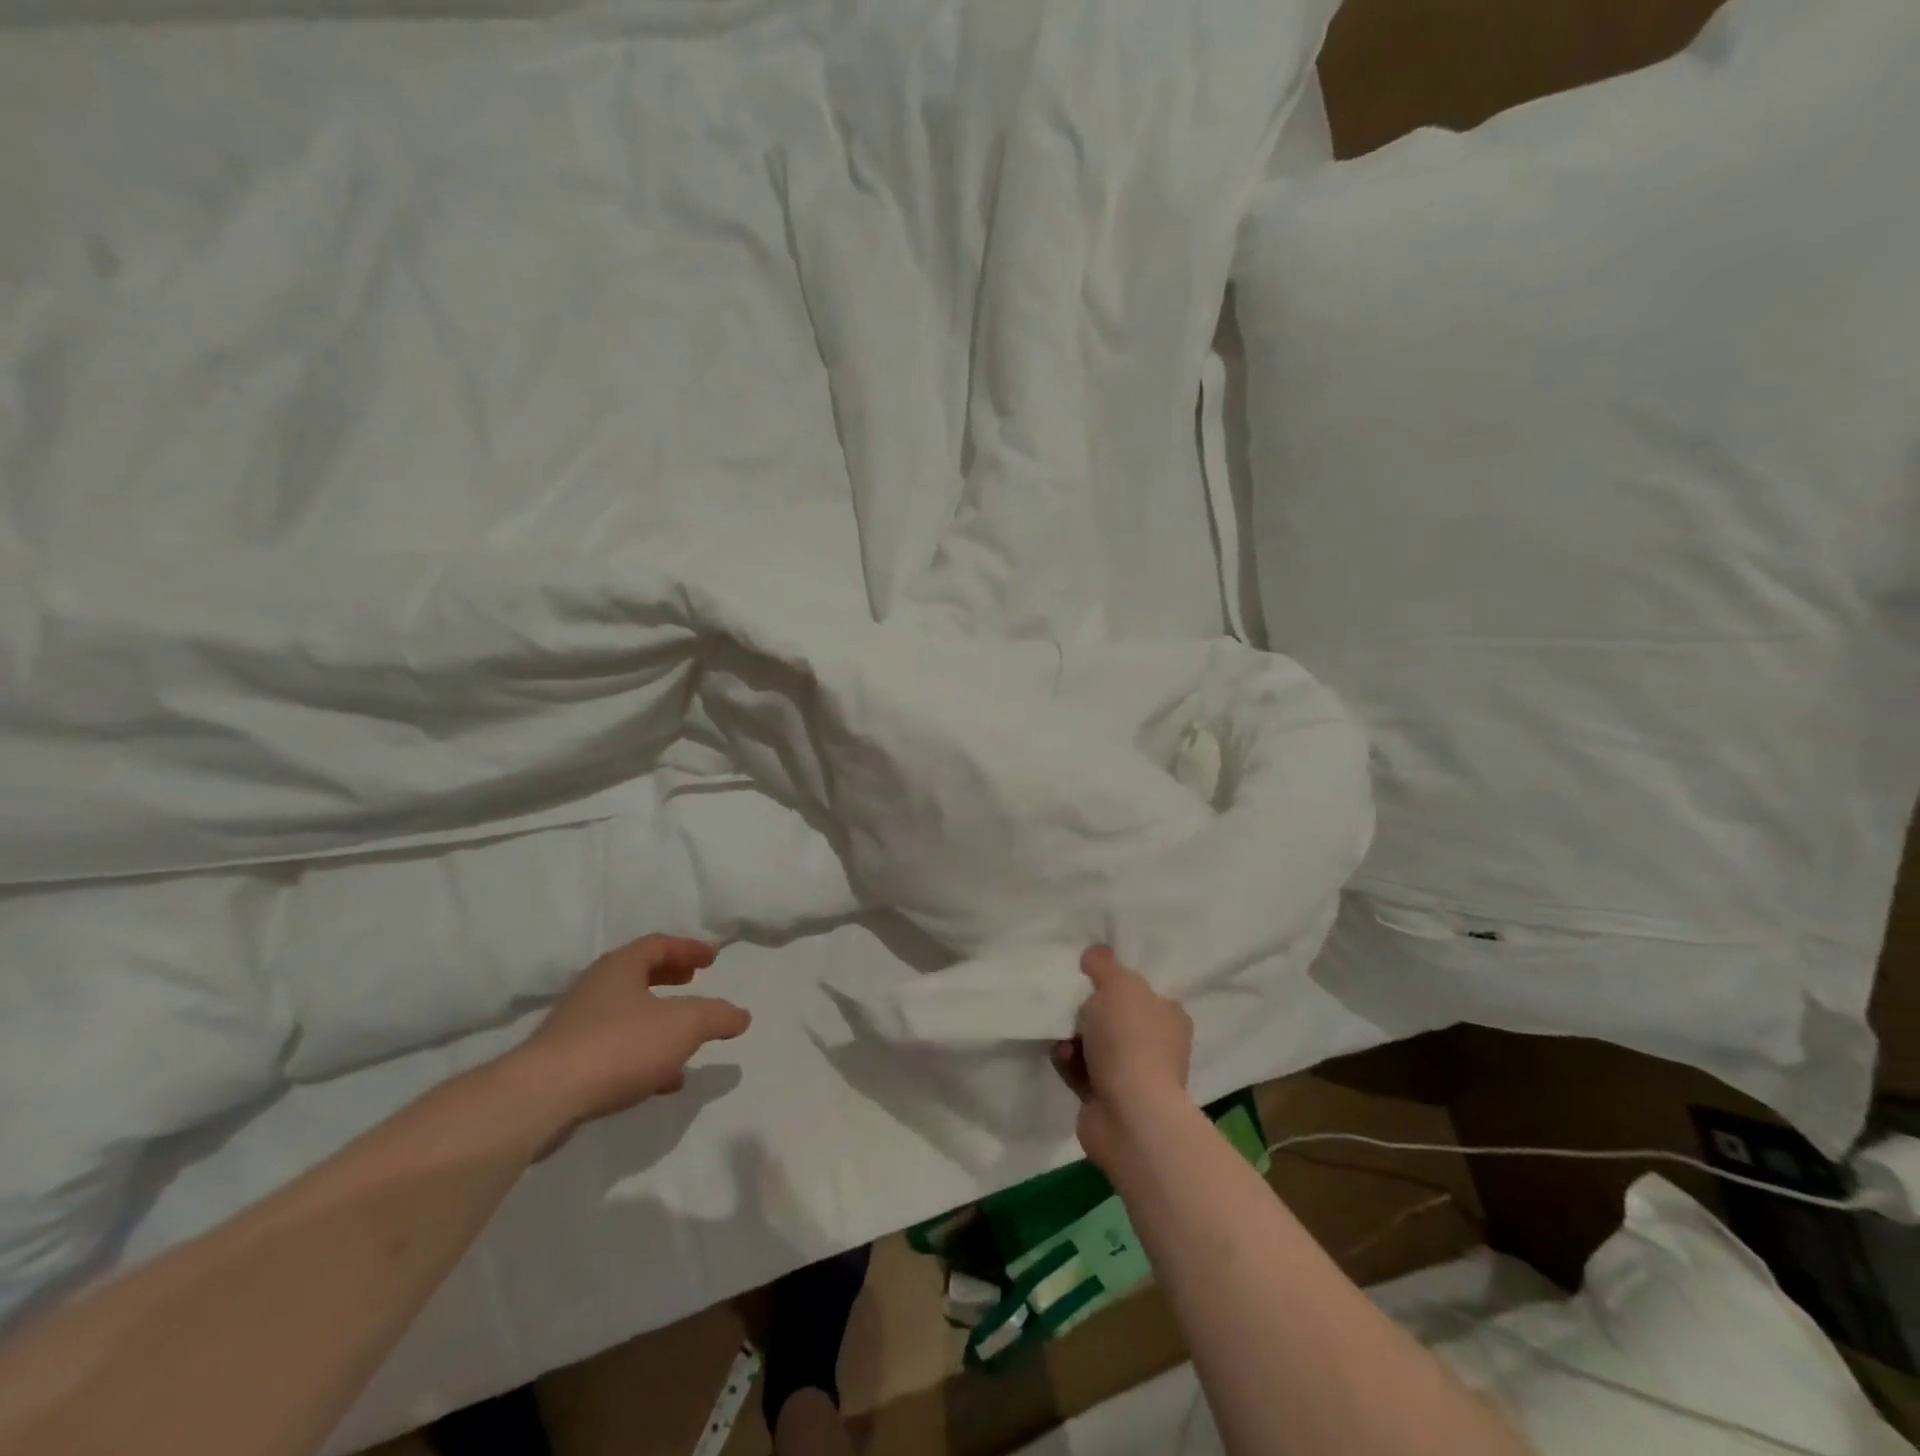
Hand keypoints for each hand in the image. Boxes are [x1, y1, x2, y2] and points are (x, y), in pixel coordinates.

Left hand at [505, 936, 750, 1145]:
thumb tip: (740, 1015)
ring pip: (627, 1014)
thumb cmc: (619, 1045)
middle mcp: (596, 990)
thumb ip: (717, 1016)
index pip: (658, 944)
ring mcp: (578, 1028)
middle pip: (638, 975)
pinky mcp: (568, 1065)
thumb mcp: (684, 1025)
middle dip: (669, 979)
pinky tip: (662, 1080)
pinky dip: (644, 1055)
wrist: (542, 1099)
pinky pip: (615, 1049)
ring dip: (658, 1021)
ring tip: (687, 1039)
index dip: (687, 949)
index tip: (712, 958)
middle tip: (694, 983)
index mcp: (620, 968)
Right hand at [1052, 946, 1192, 1170]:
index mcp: (1168, 1016)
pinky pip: (1082, 1071)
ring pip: (1095, 1045)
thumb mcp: (1118, 986)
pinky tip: (1061, 1058)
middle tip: (1070, 1005)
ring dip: (1073, 1038)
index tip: (1090, 978)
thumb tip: (1094, 952)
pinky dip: (1069, 1063)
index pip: (1144, 992)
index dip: (1117, 984)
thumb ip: (1104, 965)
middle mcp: (1157, 1046)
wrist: (1129, 1114)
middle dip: (1088, 1012)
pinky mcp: (1109, 1099)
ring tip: (1062, 1037)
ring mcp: (1134, 1076)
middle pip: (1115, 1018)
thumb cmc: (1131, 1040)